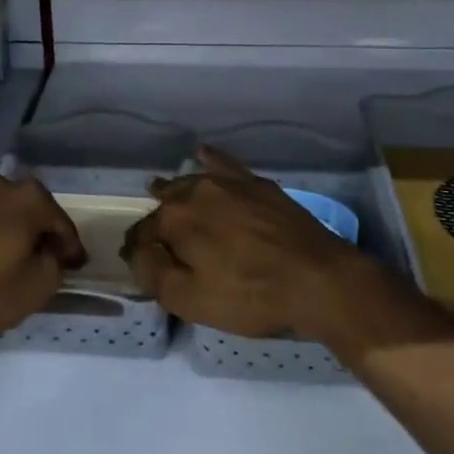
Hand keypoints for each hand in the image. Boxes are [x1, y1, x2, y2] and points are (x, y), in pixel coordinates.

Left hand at [0, 174, 85, 347]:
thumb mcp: (36, 288)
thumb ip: (56, 266)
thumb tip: (53, 254)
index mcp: (30, 197)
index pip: (63, 224)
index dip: (71, 249)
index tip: (75, 269)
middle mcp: (4, 184)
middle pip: (36, 212)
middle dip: (45, 236)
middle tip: (51, 264)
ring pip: (10, 213)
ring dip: (19, 234)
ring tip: (22, 263)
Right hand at [122, 147, 373, 344]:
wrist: (318, 279)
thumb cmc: (251, 296)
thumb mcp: (191, 300)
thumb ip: (154, 273)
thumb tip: (136, 251)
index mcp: (175, 219)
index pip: (142, 233)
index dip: (138, 250)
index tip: (138, 263)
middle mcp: (197, 191)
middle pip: (166, 203)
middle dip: (157, 219)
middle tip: (158, 241)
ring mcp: (230, 183)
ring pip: (192, 182)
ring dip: (176, 190)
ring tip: (165, 193)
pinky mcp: (257, 184)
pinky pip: (225, 164)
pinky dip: (211, 160)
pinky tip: (203, 153)